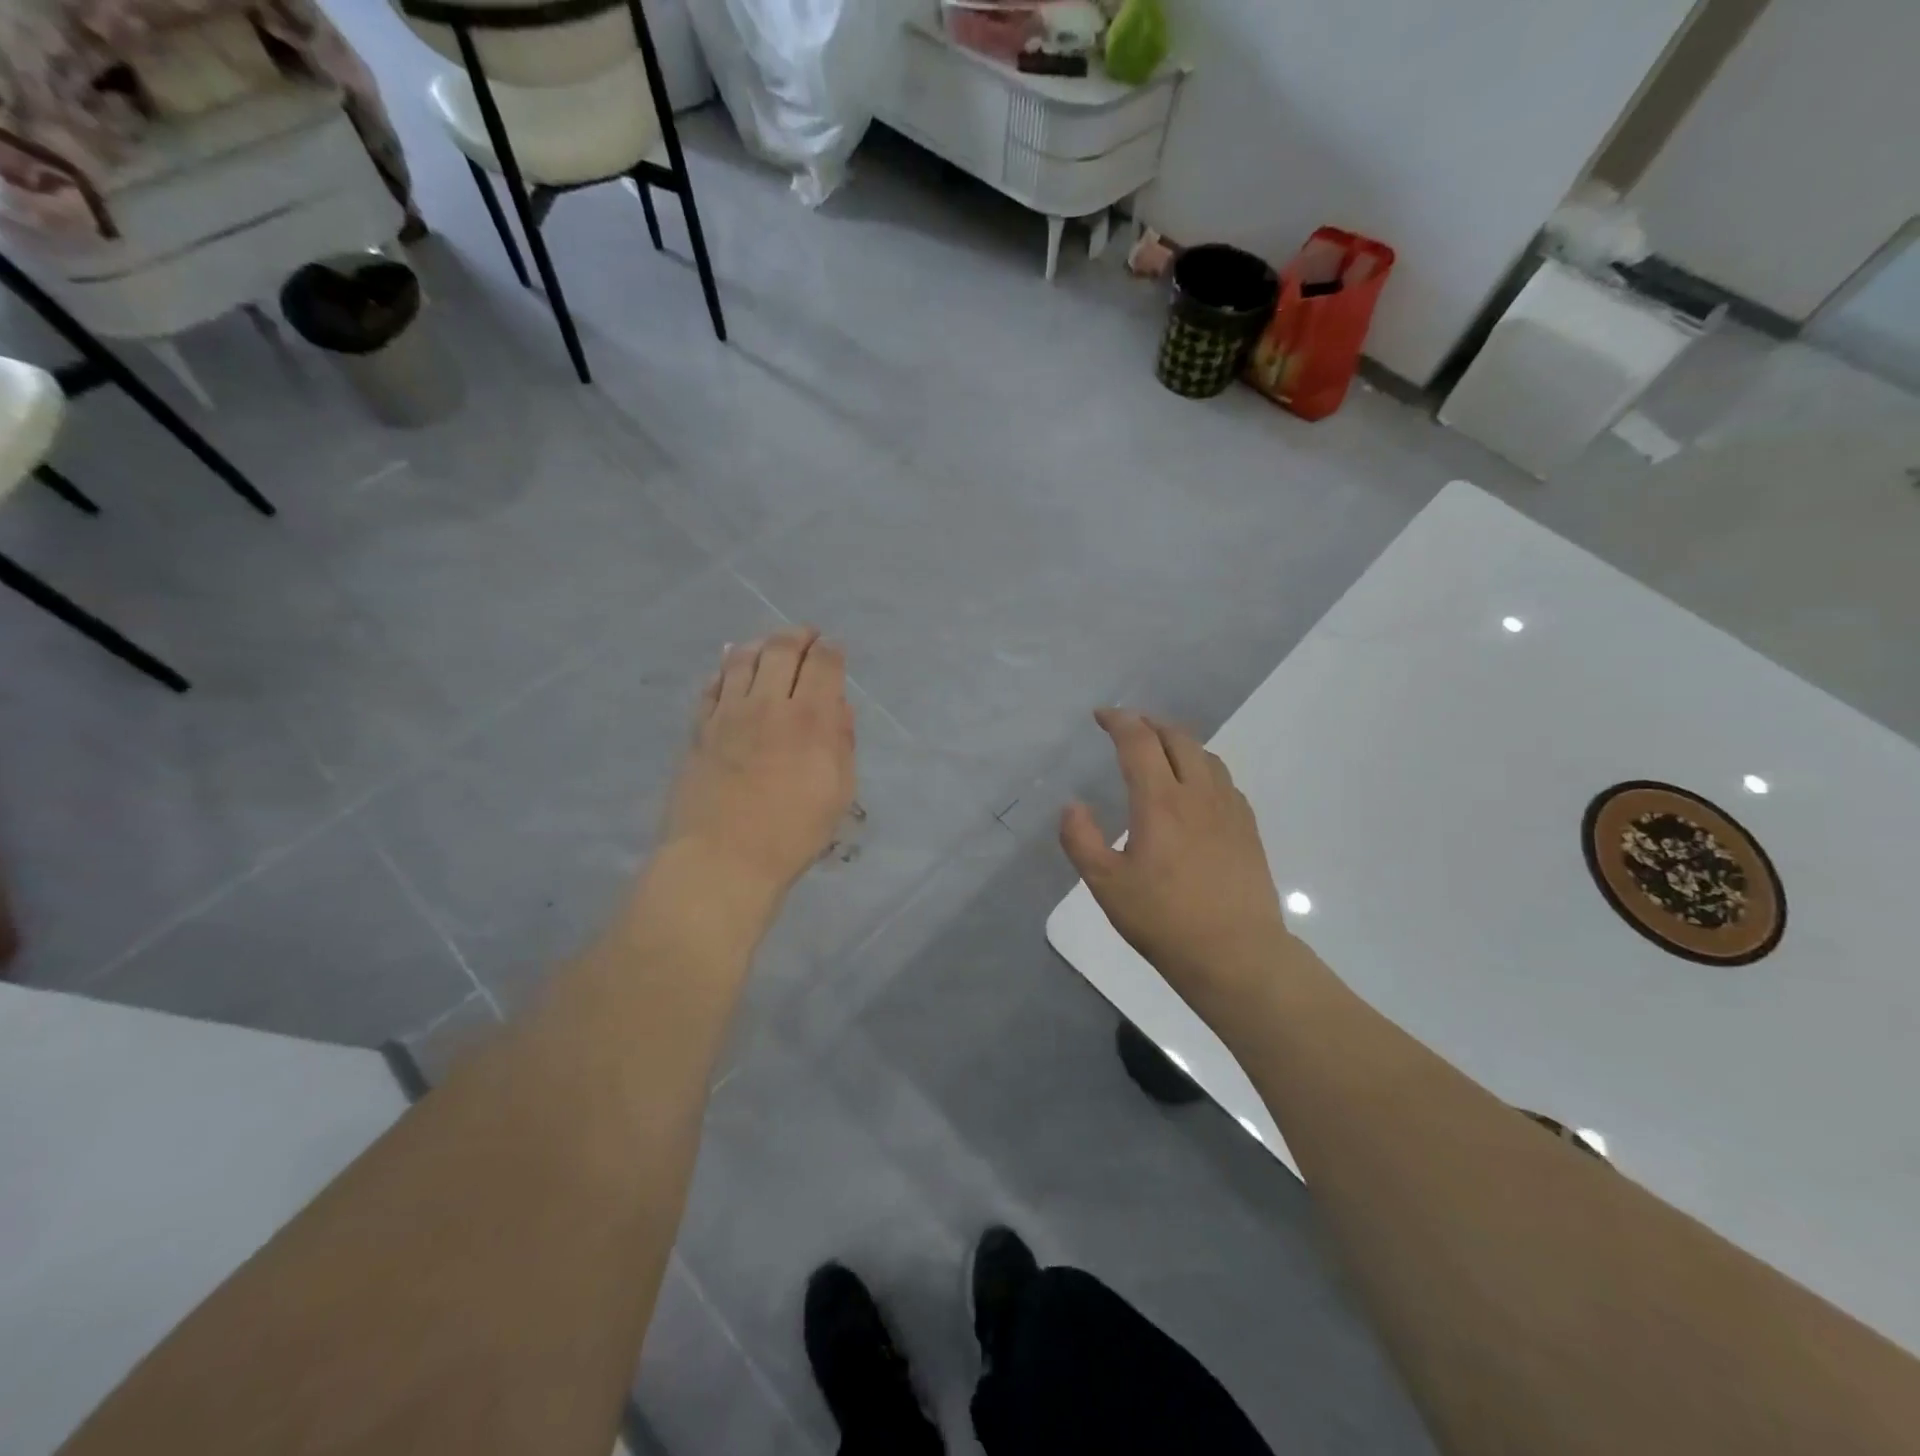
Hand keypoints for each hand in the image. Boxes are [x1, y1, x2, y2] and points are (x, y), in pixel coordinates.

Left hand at [662, 627, 856, 906]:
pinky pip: (712, 685)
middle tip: (805, 636)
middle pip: (781, 650)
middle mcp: (767, 704)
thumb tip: (837, 707)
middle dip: (797, 636)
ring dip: (759, 645)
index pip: (822, 663)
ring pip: (742, 659)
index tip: (833, 648)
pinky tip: (729, 667)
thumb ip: (841, 743)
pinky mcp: (698, 728)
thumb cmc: (792, 833)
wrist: (723, 858)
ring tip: (768, 646)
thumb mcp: (838, 792)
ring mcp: (727, 713)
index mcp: (810, 718)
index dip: (830, 649)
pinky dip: (725, 669)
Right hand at [1060, 709, 1290, 1003]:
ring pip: (1205, 755)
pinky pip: (1224, 780)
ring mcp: (1229, 809)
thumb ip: (1081, 840)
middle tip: (1128, 726)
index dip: (1119, 720)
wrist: (1236, 954)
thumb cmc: (1164, 920)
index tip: (1101, 715)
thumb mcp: (1106, 885)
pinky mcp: (1248, 827)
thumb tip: (1072, 805)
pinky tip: (1196, 786)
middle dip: (1149, 723)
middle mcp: (1198, 793)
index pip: (1139, 741)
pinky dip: (1203, 766)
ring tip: (1161, 748)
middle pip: (1176, 738)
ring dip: (1178, 741)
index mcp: (1160, 802)